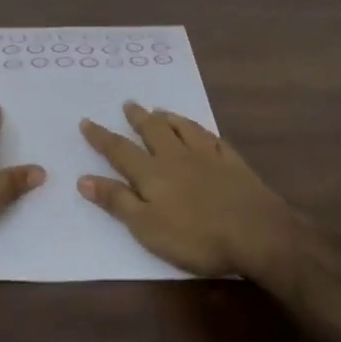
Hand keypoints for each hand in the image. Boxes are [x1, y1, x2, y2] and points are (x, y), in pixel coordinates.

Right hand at [78, 102, 308, 276]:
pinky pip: (213, 139)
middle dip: (138, 118)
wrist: (256, 233)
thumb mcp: (146, 227)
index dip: (101, 137)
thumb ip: (117, 201)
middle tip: (129, 104)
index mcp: (152, 173)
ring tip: (161, 110)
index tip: (86, 121)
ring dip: (170, 118)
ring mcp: (208, 157)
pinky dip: (202, 131)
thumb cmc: (195, 237)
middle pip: (153, 131)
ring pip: (184, 128)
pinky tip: (203, 132)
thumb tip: (84, 179)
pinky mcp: (233, 164)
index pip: (120, 151)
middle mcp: (177, 157)